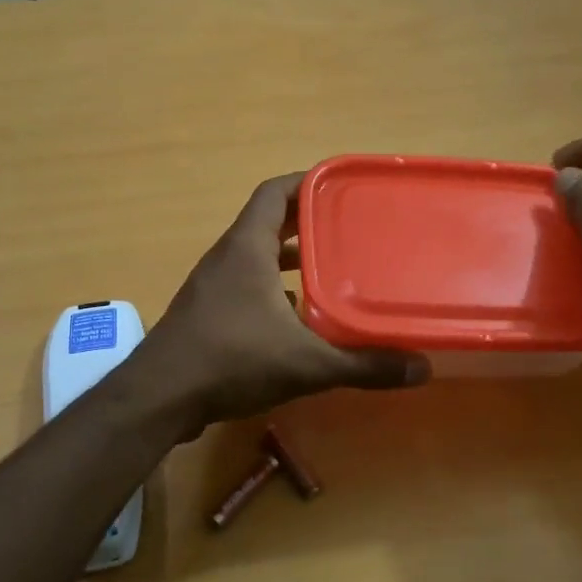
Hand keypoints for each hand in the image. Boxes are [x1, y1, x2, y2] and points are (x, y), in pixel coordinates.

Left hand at [134, 174, 429, 437]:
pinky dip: (273, 291)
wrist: (159, 398)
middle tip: (351, 230)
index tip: (343, 187)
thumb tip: (422, 368)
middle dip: (308, 223)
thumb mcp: (307, 363)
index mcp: (247, 247)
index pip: (275, 192)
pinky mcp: (206, 313)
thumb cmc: (231, 361)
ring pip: (256, 257)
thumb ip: (363, 365)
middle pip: (269, 222)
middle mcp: (227, 257)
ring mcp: (212, 286)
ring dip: (290, 259)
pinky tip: (300, 319)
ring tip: (332, 271)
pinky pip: (246, 286)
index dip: (307, 182)